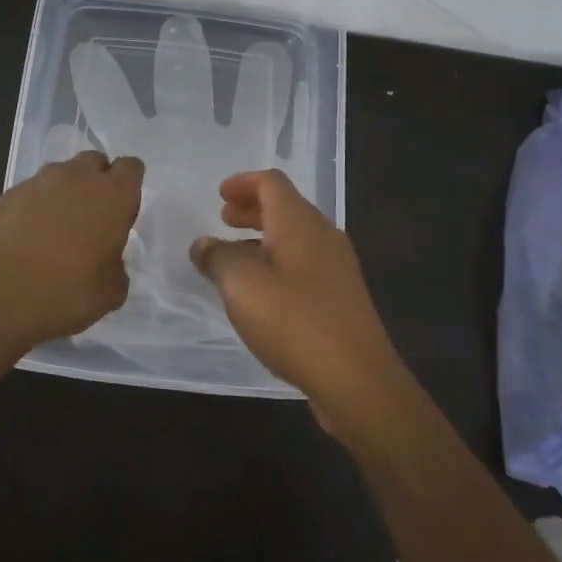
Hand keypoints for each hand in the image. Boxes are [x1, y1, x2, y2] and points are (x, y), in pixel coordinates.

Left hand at [0, 150, 144, 353]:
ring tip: (54, 233)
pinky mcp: (4, 195)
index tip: (121, 214)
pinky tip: (23, 241)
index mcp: (112, 196)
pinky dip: (31, 210)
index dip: (128, 187)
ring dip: (62, 194)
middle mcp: (76, 178)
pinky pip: (28, 194)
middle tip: (90, 220)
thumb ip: (116, 269)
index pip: (131, 168)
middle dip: (96, 182)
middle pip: (94, 162)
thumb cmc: (63, 293)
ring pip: (59, 175)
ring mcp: (36, 183)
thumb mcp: (109, 294)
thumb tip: (106, 263)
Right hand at [190, 170, 399, 430]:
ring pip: (295, 237)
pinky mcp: (341, 297)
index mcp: (299, 223)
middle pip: (285, 207)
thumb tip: (204, 244)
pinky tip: (262, 291)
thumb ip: (217, 257)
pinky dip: (278, 262)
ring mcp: (337, 267)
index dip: (243, 182)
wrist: (357, 379)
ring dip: (263, 237)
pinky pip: (304, 263)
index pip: (272, 182)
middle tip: (223, 219)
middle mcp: (323, 236)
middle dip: (252, 209)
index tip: (220, 195)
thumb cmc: (294, 321)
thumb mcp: (241, 285)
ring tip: (235, 256)